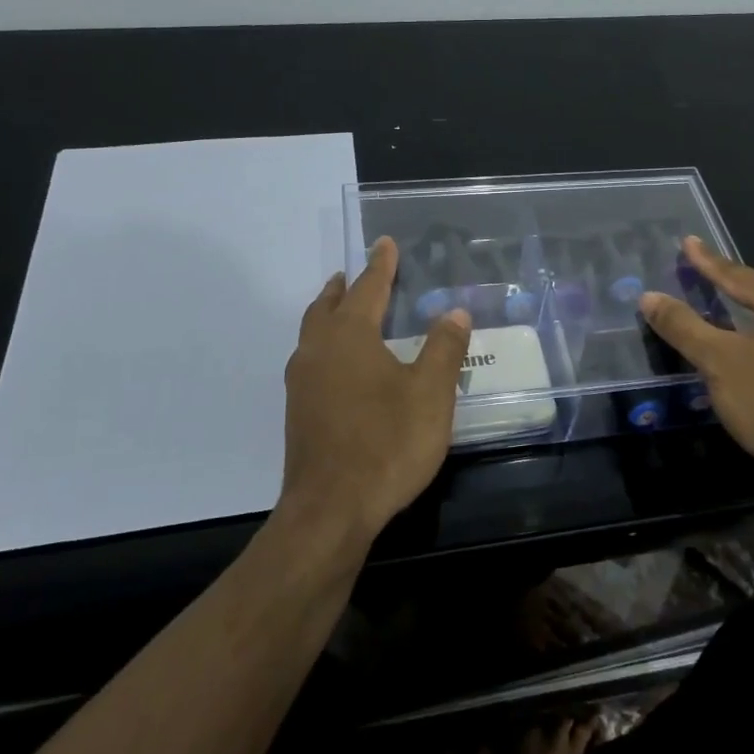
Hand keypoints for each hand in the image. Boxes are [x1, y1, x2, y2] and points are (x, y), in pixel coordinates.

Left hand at [280, 237, 471, 543]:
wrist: (331, 510)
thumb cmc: (387, 443)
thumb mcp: (430, 393)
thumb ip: (444, 348)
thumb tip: (454, 311)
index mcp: (348, 336)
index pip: (367, 288)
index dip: (380, 265)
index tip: (385, 243)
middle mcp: (318, 351)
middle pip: (328, 306)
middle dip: (345, 287)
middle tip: (358, 274)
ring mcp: (302, 383)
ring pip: (314, 333)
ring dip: (330, 314)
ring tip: (348, 311)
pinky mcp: (299, 412)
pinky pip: (313, 360)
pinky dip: (327, 345)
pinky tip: (344, 366)